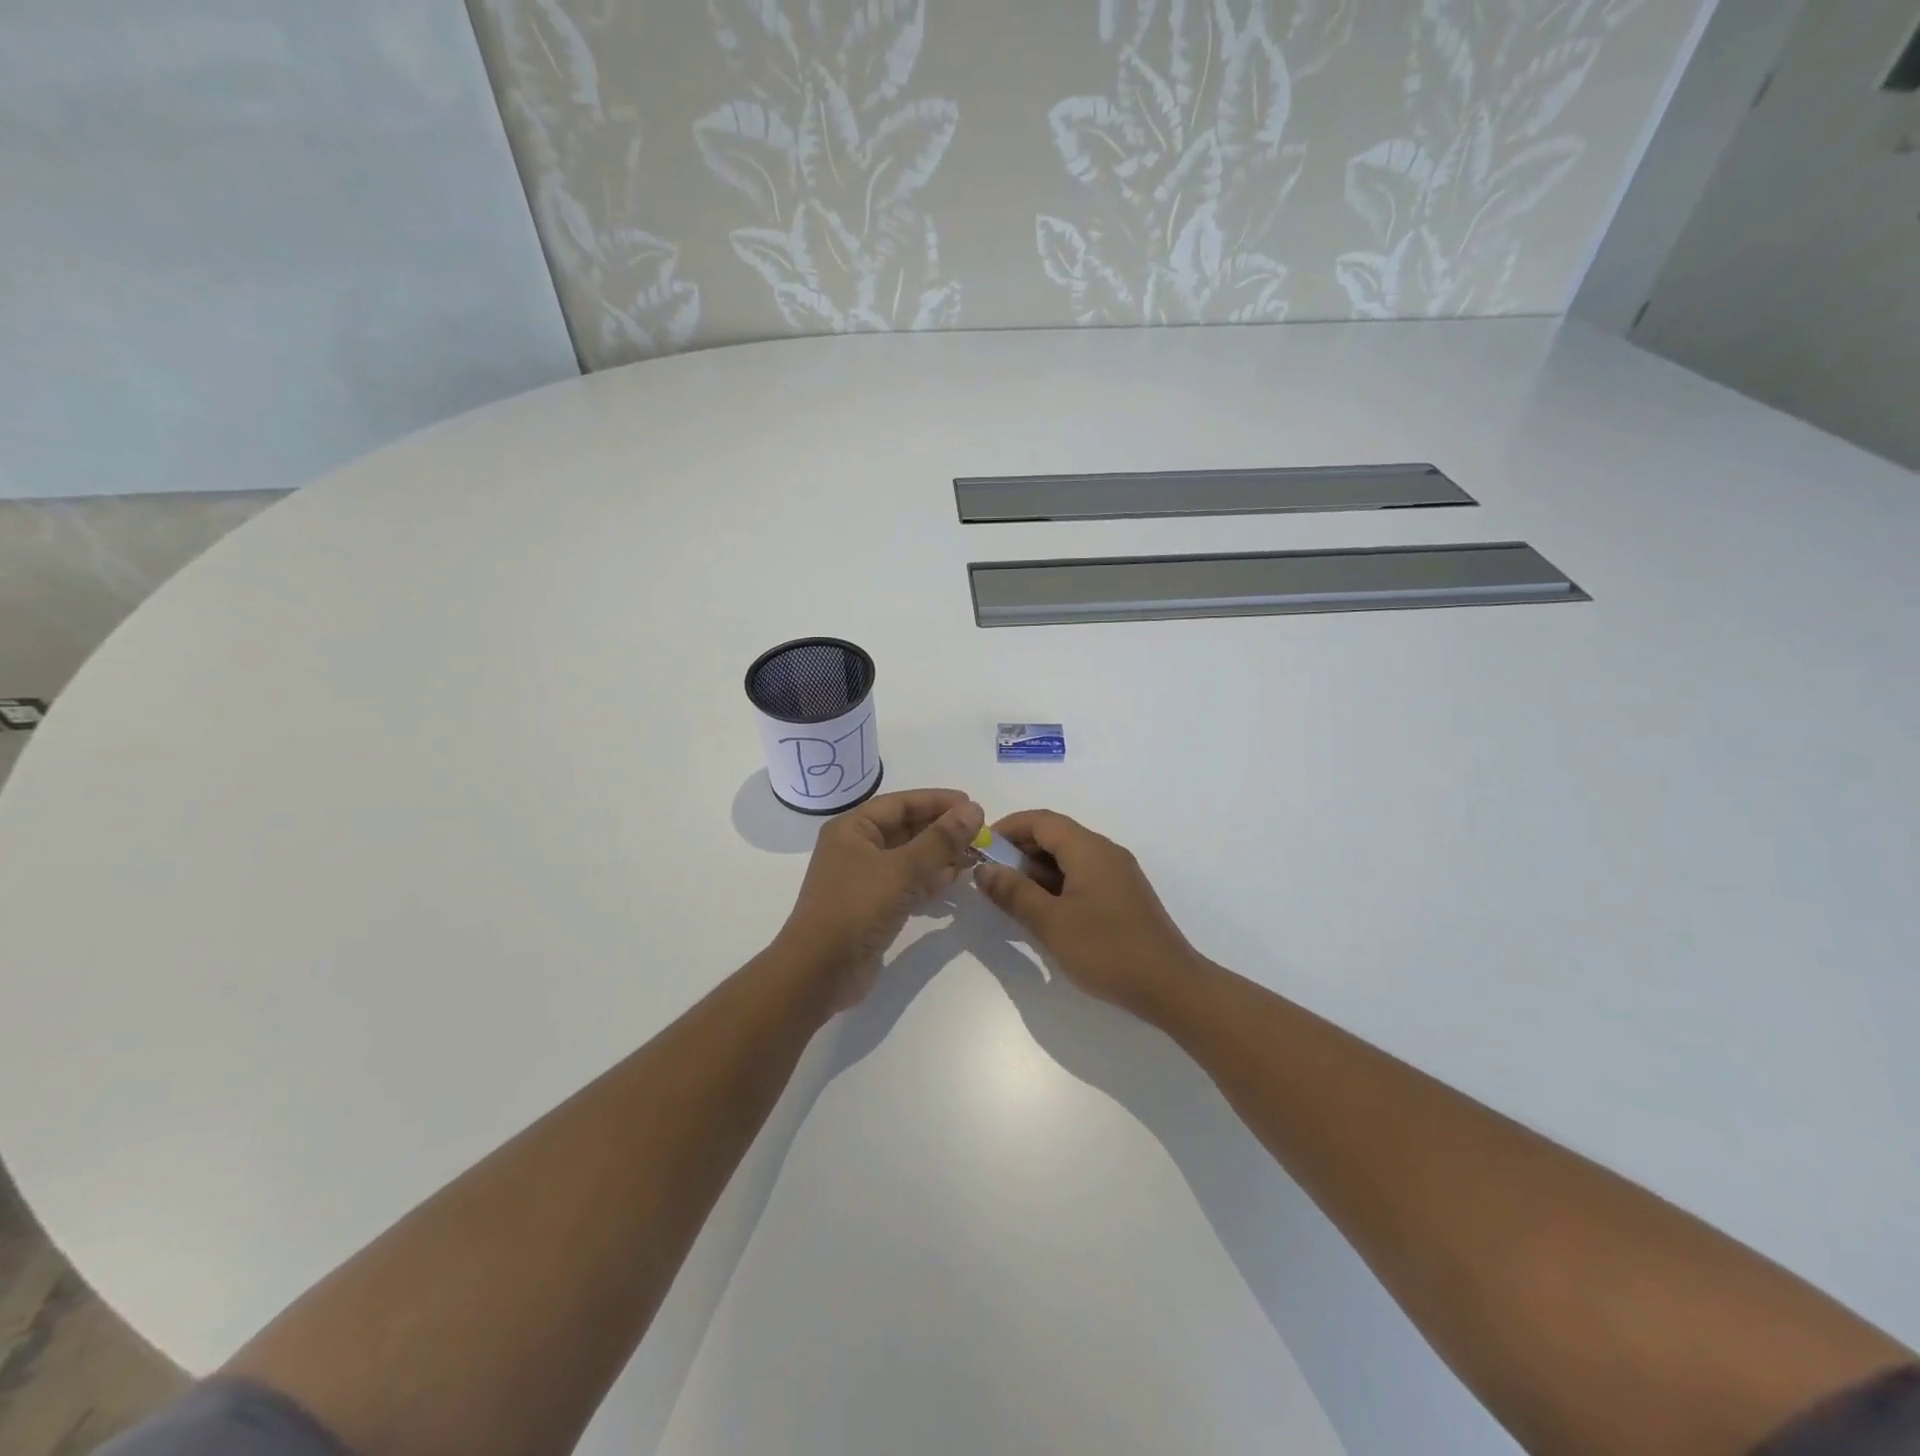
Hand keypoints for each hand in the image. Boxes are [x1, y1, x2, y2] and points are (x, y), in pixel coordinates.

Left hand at [777, 789, 984, 1008]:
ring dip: (940, 856)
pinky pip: (907, 883)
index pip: (900, 804)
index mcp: (852, 829)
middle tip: (980, 834)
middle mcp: (856, 848)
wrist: (820, 972)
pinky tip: (955, 881)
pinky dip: (930, 880)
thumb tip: (973, 809)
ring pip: (909, 857)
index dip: (937, 801)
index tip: (972, 806)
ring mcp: (864, 879)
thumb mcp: (901, 869)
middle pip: (906, 829)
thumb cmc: (856, 908)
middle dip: (942, 830)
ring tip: (974, 857)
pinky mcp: (873, 906)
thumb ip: (940, 840)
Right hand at [973, 809, 1208, 1018]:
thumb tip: (984, 869)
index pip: (1041, 820)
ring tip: (1012, 898)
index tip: (980, 849)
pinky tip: (1044, 912)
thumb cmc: (1107, 950)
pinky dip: (1057, 885)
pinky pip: (1082, 876)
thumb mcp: (1051, 923)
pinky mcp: (1123, 896)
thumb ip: (1014, 893)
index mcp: (1089, 849)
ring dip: (1037, 871)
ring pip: (1068, 858)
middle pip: (1055, 836)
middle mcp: (1105, 852)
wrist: (1171, 987)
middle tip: (991, 878)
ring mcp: (1117, 874)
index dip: (1007, 828)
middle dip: (1019, 851)